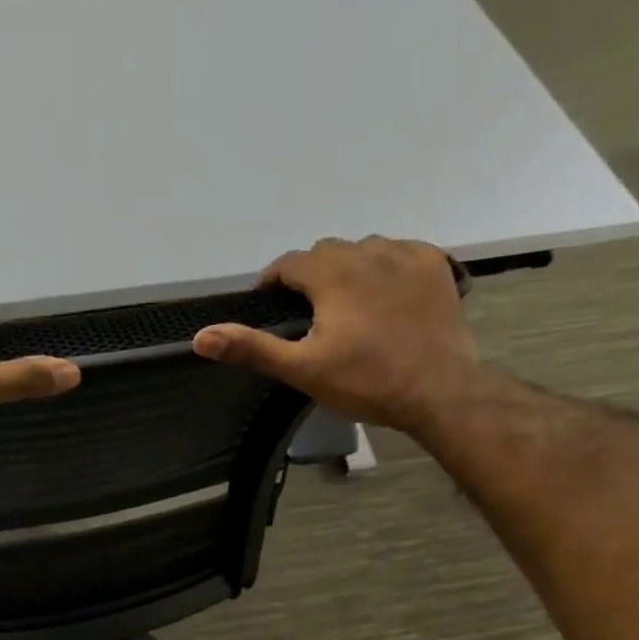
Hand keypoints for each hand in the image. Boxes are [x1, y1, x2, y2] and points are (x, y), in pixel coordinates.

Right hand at [192, 237, 478, 429]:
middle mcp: (367, 252)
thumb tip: (201, 336)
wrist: (438, 390)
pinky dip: (385, 267)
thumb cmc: (365, 382)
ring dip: (348, 268)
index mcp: (332, 274)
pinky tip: (384, 295)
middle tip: (309, 312)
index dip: (273, 280)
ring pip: (363, 249)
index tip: (269, 303)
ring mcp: (406, 255)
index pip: (289, 262)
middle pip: (326, 252)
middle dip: (310, 275)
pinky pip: (399, 252)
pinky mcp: (434, 266)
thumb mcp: (301, 370)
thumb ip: (252, 348)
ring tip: (347, 304)